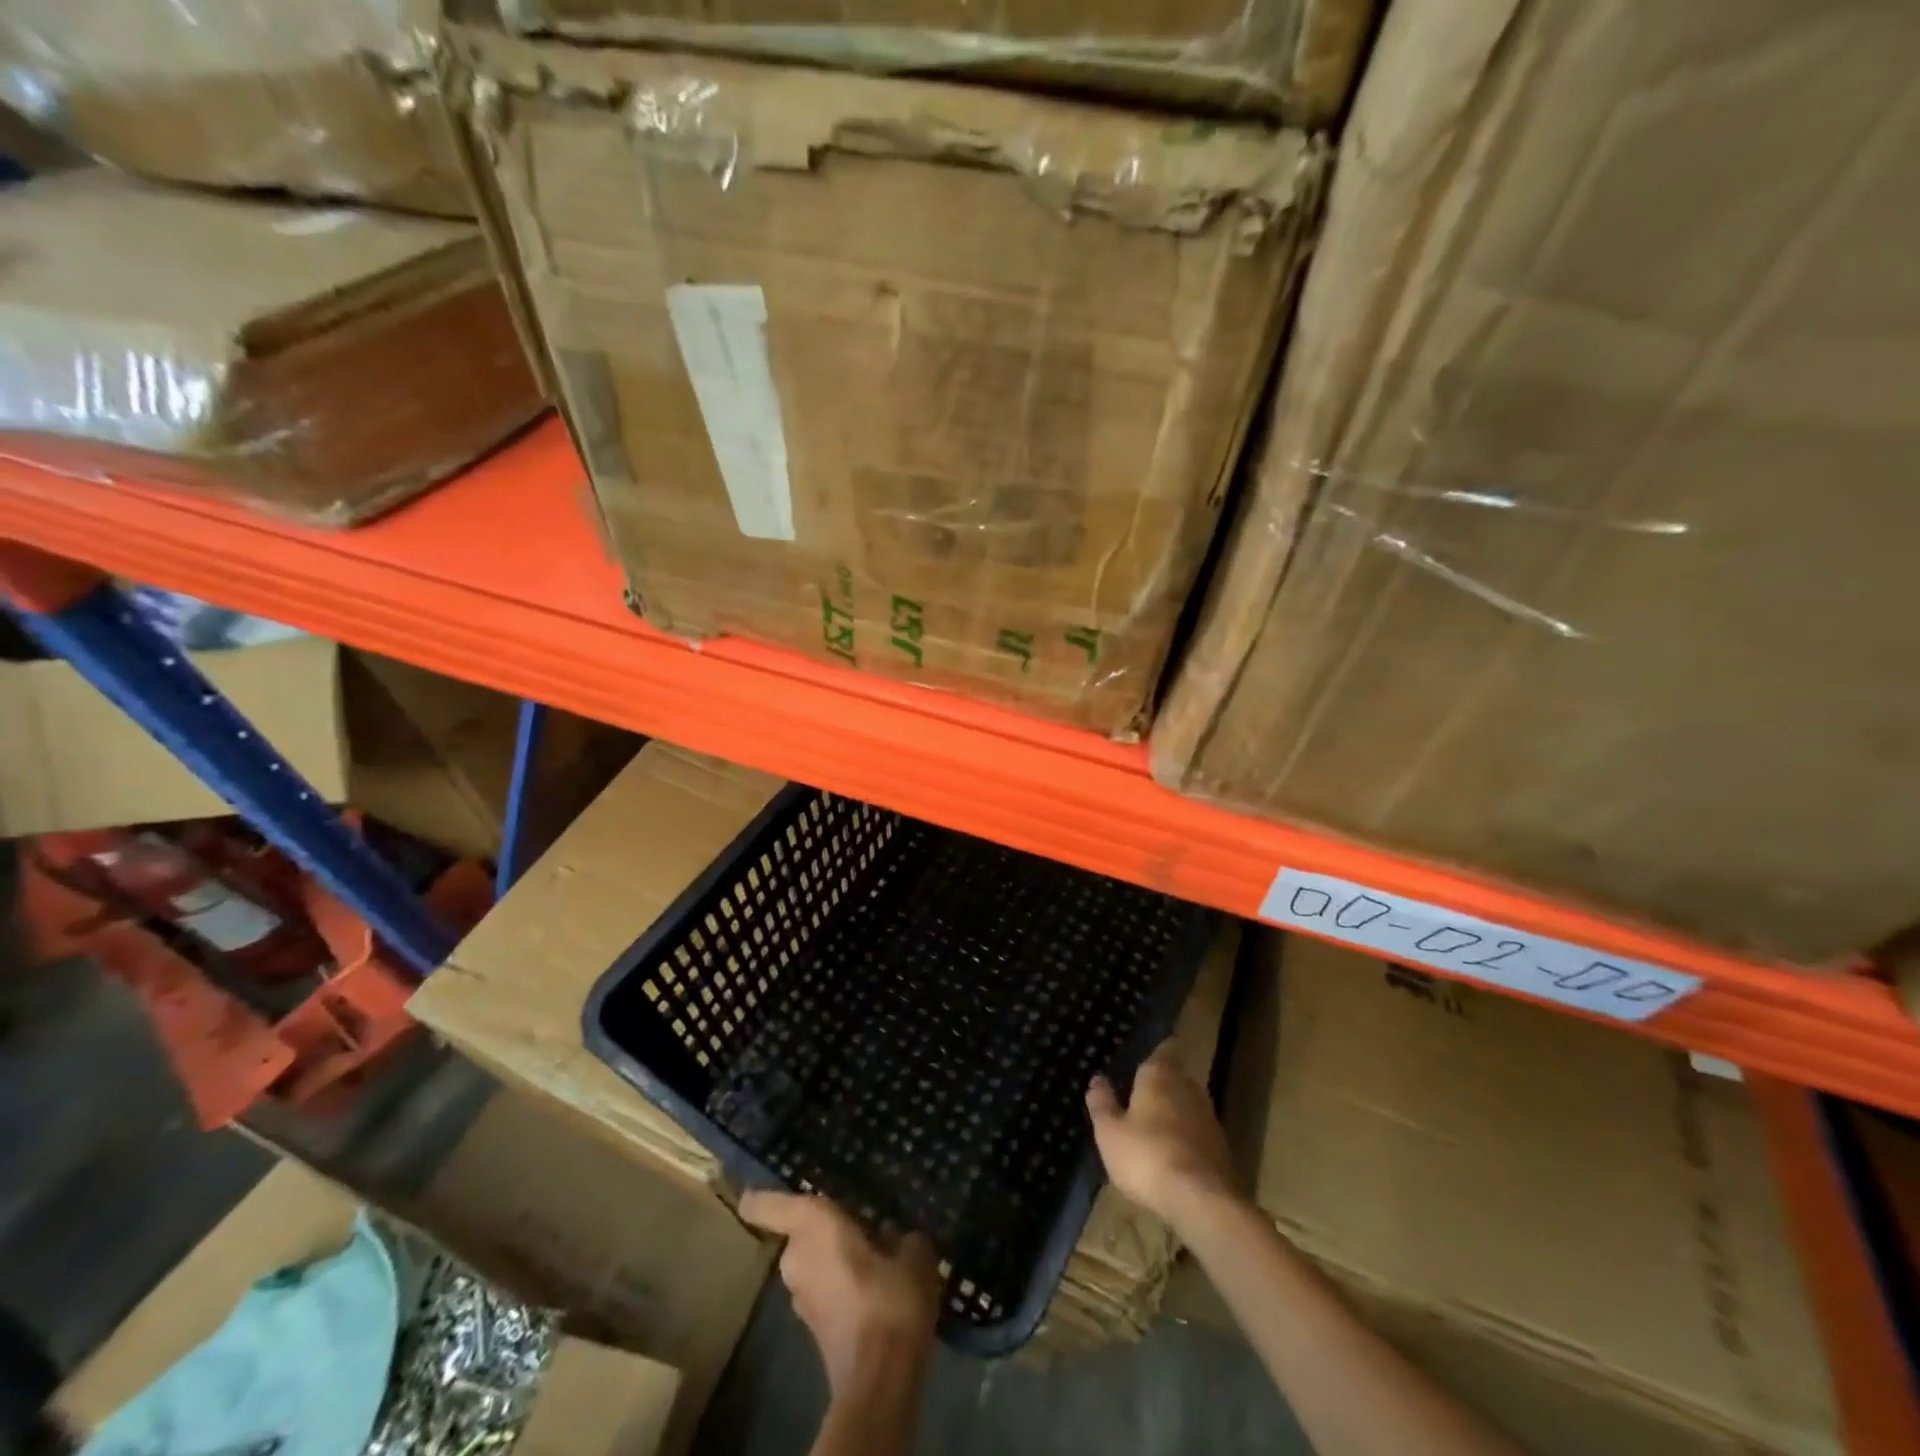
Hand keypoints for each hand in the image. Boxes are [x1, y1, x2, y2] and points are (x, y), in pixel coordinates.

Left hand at [739, 1191, 940, 1395]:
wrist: (879, 1380)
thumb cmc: (888, 1299)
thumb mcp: (913, 1254)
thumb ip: (903, 1238)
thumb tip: (901, 1240)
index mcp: (812, 1225)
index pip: (768, 1206)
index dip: (759, 1197)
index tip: (752, 1191)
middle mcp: (796, 1256)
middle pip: (800, 1232)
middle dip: (824, 1229)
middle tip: (859, 1220)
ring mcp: (799, 1297)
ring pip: (813, 1262)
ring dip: (835, 1257)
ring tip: (874, 1254)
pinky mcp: (812, 1327)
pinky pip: (824, 1289)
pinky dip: (841, 1285)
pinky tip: (874, 1289)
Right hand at [1087, 1040, 1237, 1229]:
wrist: (1202, 1201)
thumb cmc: (1146, 1156)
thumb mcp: (1110, 1132)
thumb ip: (1102, 1103)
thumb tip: (1097, 1079)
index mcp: (1160, 1074)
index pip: (1163, 1049)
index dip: (1155, 1052)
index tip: (1143, 1058)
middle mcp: (1188, 1087)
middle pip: (1175, 1076)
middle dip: (1161, 1084)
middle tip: (1140, 1095)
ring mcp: (1209, 1117)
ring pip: (1188, 1104)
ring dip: (1174, 1112)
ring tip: (1153, 1127)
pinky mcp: (1222, 1147)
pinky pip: (1197, 1132)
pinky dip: (1186, 1137)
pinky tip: (1172, 1154)